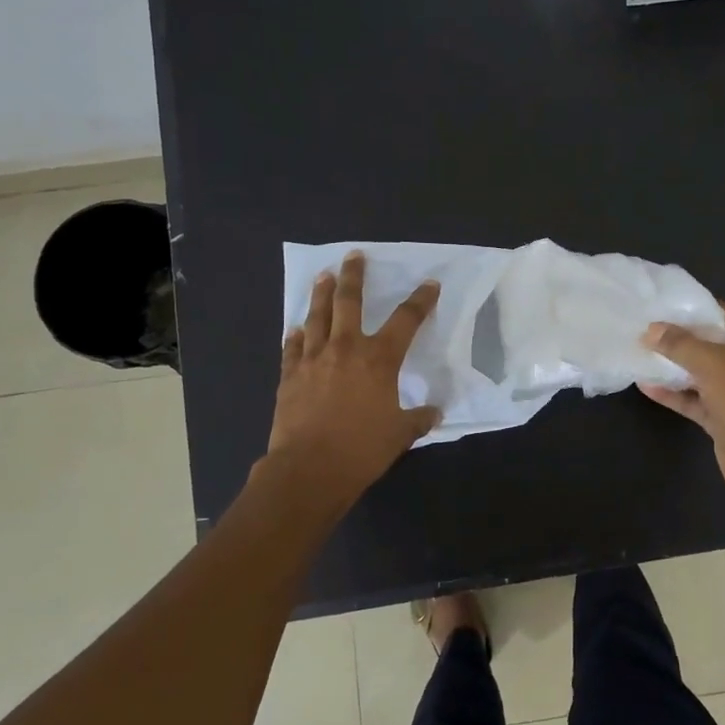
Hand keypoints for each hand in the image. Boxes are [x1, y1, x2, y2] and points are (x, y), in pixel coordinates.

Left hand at [265, 252, 441, 499]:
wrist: (309, 469)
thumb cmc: (362, 449)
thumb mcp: (400, 434)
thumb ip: (418, 418)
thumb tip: (434, 412)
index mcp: (379, 359)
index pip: (406, 320)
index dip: (421, 300)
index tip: (430, 285)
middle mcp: (346, 348)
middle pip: (350, 302)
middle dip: (354, 276)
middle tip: (354, 256)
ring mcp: (313, 360)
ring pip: (318, 317)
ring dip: (321, 294)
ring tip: (323, 276)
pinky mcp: (290, 376)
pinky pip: (293, 348)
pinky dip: (296, 336)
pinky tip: (296, 329)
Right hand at [640, 303, 724, 497]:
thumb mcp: (712, 363)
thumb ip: (680, 344)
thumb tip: (651, 330)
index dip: (695, 309)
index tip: (663, 306)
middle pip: (712, 344)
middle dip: (680, 339)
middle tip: (646, 329)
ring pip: (702, 373)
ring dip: (674, 367)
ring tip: (641, 354)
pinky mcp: (724, 417)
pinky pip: (696, 399)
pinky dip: (674, 393)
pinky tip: (646, 386)